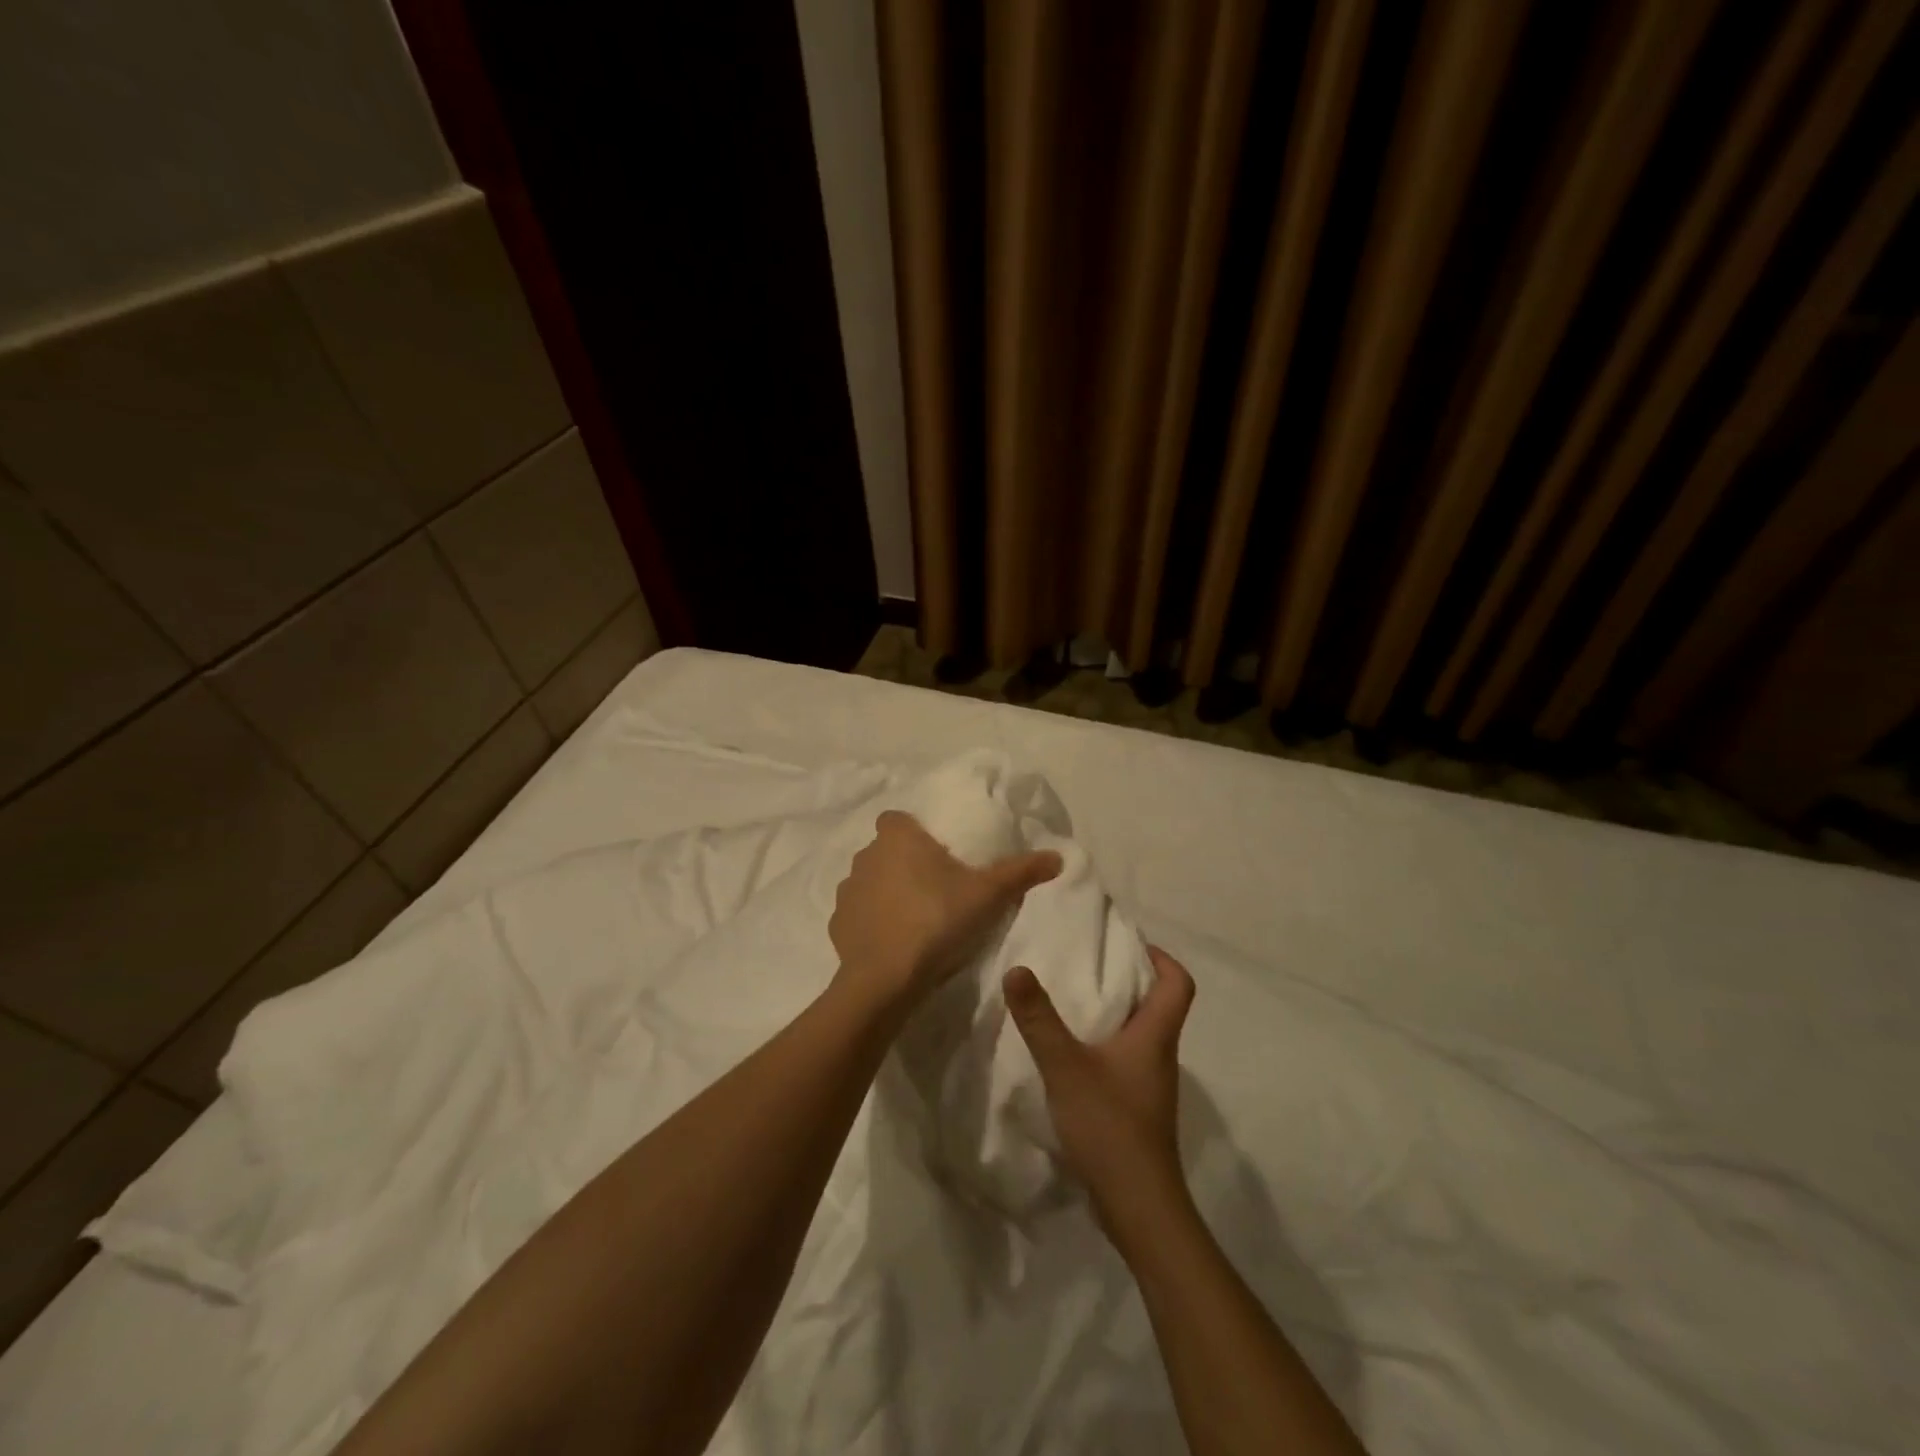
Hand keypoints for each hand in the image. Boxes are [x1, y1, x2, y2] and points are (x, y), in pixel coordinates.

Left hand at [830, 810, 1061, 1014]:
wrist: (887, 979)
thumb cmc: (937, 921)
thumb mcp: (988, 895)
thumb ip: (1021, 872)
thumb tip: (1058, 856)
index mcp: (897, 838)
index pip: (898, 818)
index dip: (915, 831)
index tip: (937, 852)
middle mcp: (865, 857)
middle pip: (886, 850)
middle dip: (905, 863)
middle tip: (936, 888)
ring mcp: (847, 892)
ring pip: (870, 882)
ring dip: (887, 893)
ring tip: (916, 918)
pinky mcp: (836, 925)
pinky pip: (858, 915)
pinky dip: (872, 924)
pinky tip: (894, 943)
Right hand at [1005, 945, 1194, 1224]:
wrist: (1138, 1206)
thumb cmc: (1110, 1126)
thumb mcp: (1066, 1066)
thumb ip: (1039, 1019)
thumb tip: (1018, 969)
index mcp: (1156, 1036)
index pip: (1179, 983)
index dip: (1162, 957)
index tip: (1129, 944)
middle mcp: (1161, 1055)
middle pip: (1160, 1005)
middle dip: (1131, 980)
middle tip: (1090, 965)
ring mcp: (1151, 1086)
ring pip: (1142, 1035)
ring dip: (1117, 1014)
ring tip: (1075, 1002)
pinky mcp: (1139, 1109)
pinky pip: (1127, 1062)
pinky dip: (1107, 1046)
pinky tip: (1074, 1055)